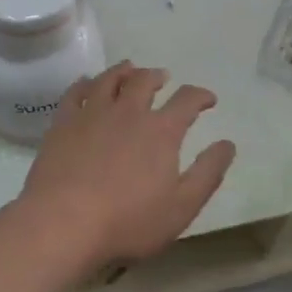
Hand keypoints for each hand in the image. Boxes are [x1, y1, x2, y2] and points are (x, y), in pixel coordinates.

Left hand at [19, 61, 237, 267]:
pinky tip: (87, 84)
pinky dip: (85, 83)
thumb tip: (228, 144)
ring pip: (109, 79)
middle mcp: (128, 112)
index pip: (187, 100)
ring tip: (129, 69)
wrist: (63, 222)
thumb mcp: (182, 206)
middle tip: (162, 78)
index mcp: (161, 130)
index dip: (200, 96)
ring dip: (123, 71)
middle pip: (144, 81)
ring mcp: (92, 114)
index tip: (208, 99)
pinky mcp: (63, 123)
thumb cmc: (128, 221)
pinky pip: (75, 92)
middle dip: (157, 76)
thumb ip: (208, 173)